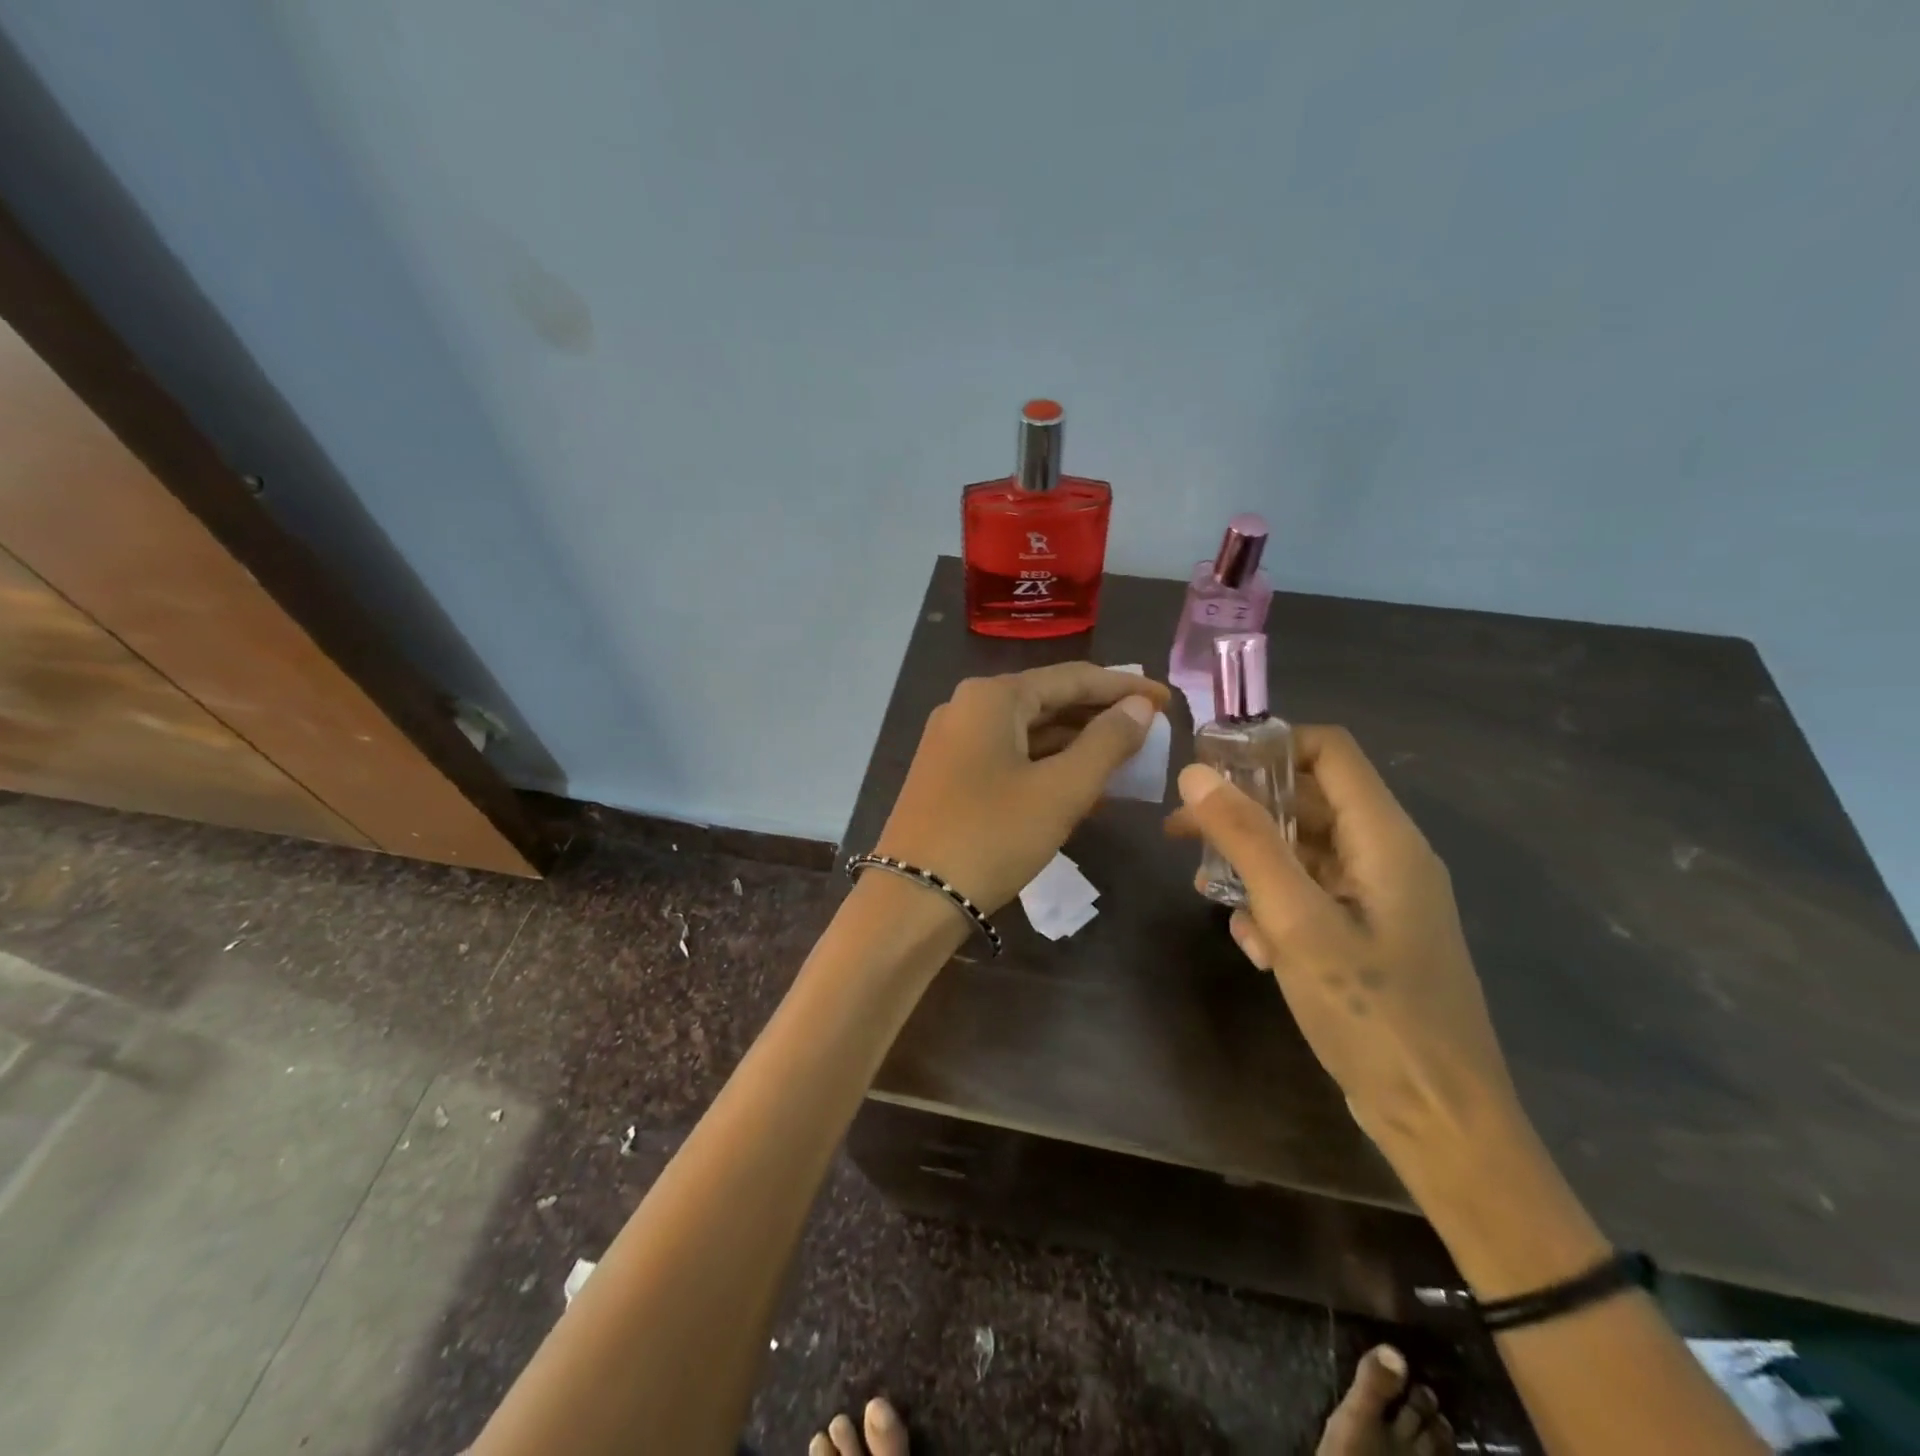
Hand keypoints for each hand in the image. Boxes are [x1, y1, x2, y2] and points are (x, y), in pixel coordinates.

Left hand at [874, 664, 1169, 914]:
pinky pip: (1010, 756)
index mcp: (993, 697)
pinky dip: (1047, 766)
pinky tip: (1081, 785)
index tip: (1168, 701)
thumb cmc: (991, 837)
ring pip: (1029, 731)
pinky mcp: (949, 774)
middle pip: (1048, 700)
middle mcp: (968, 707)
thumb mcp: (1060, 790)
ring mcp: (954, 741)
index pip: (1073, 678)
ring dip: (1076, 744)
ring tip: (1126, 758)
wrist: (912, 899)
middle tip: (1151, 730)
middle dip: (1101, 715)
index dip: (1124, 687)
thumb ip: (1107, 742)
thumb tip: (1140, 705)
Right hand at [1166, 726, 1519, 1182]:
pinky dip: (1276, 907)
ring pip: (1304, 852)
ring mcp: (1380, 899)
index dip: (1269, 745)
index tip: (1209, 766)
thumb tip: (1197, 773)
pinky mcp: (1367, 935)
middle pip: (1309, 801)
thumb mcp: (1297, 920)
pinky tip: (1254, 945)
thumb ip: (1248, 841)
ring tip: (1209, 892)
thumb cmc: (1372, 1014)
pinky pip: (1311, 896)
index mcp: (1385, 838)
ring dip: (1253, 865)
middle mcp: (1387, 857)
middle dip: (1245, 811)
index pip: (1329, 751)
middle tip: (1182, 830)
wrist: (1440, 1123)